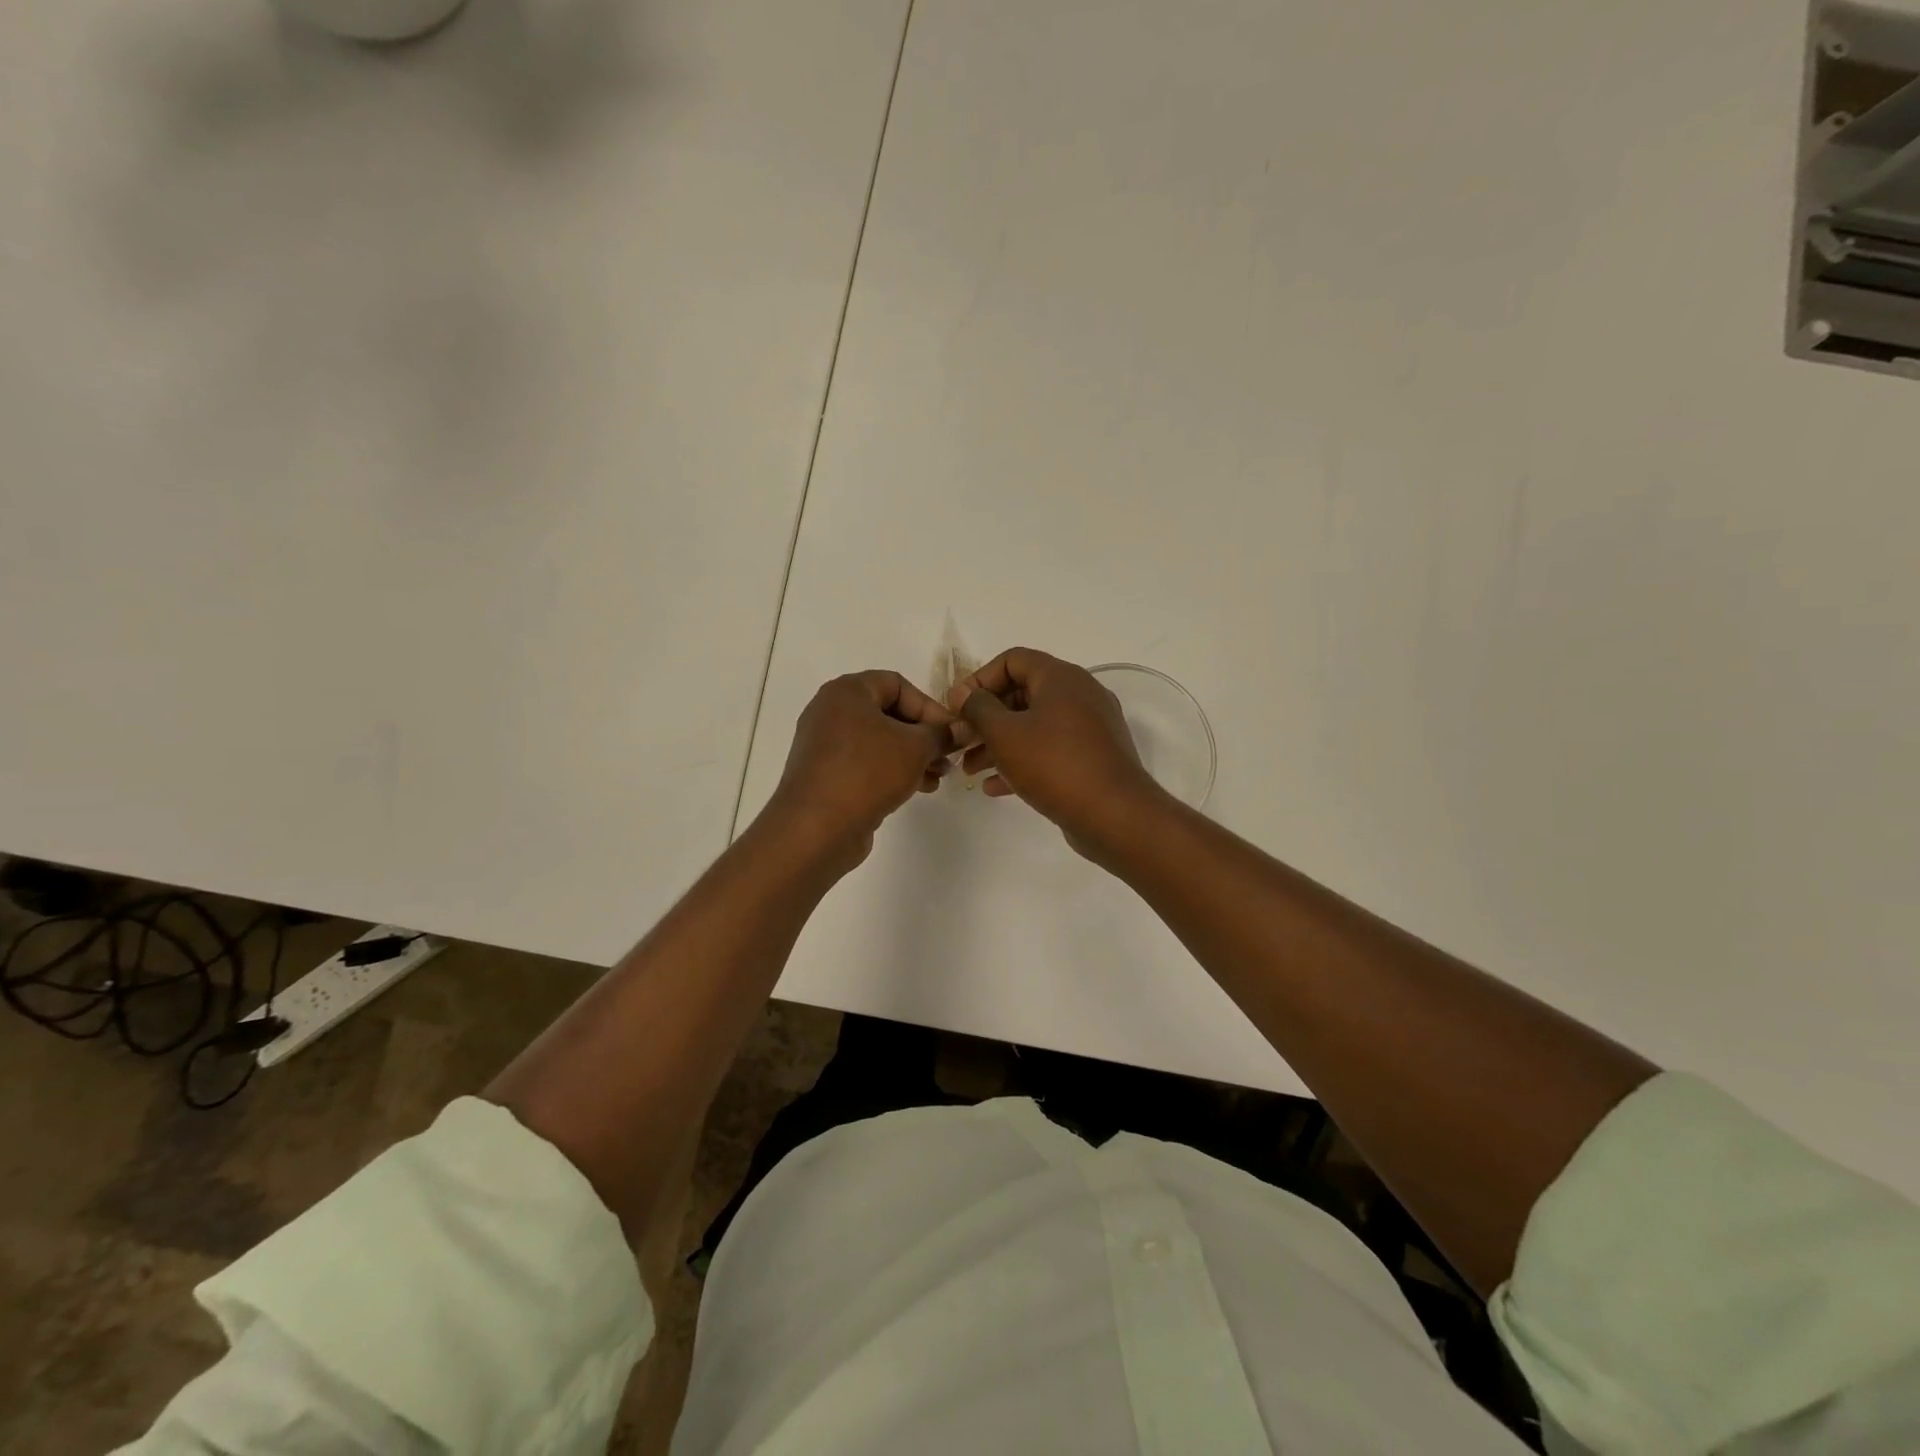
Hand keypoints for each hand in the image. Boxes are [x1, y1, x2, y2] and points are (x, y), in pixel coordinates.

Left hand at [768, 670, 954, 868]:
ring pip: (879, 741)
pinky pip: (865, 764)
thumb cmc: (868, 772)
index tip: (951, 733)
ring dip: (912, 757)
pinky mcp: (825, 775)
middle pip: (888, 713)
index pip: (897, 684)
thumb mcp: (915, 748)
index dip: (929, 706)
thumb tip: (959, 730)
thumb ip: (941, 734)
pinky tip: (916, 789)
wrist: (816, 828)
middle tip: (948, 757)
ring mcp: (825, 745)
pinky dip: (891, 771)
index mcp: (847, 691)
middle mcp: (831, 712)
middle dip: (923, 736)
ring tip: (937, 778)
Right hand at [949, 648, 1167, 856]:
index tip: (957, 707)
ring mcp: (1090, 728)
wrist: (1115, 815)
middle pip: (1022, 694)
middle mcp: (1080, 695)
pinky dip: (1022, 762)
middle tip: (960, 740)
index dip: (979, 679)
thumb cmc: (1054, 764)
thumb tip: (963, 693)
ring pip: (1034, 726)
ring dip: (999, 744)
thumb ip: (978, 708)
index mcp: (1062, 678)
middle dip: (986, 718)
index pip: (1013, 660)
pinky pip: (1050, 750)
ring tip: (969, 770)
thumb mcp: (1004, 733)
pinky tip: (994, 787)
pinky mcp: (1093, 758)